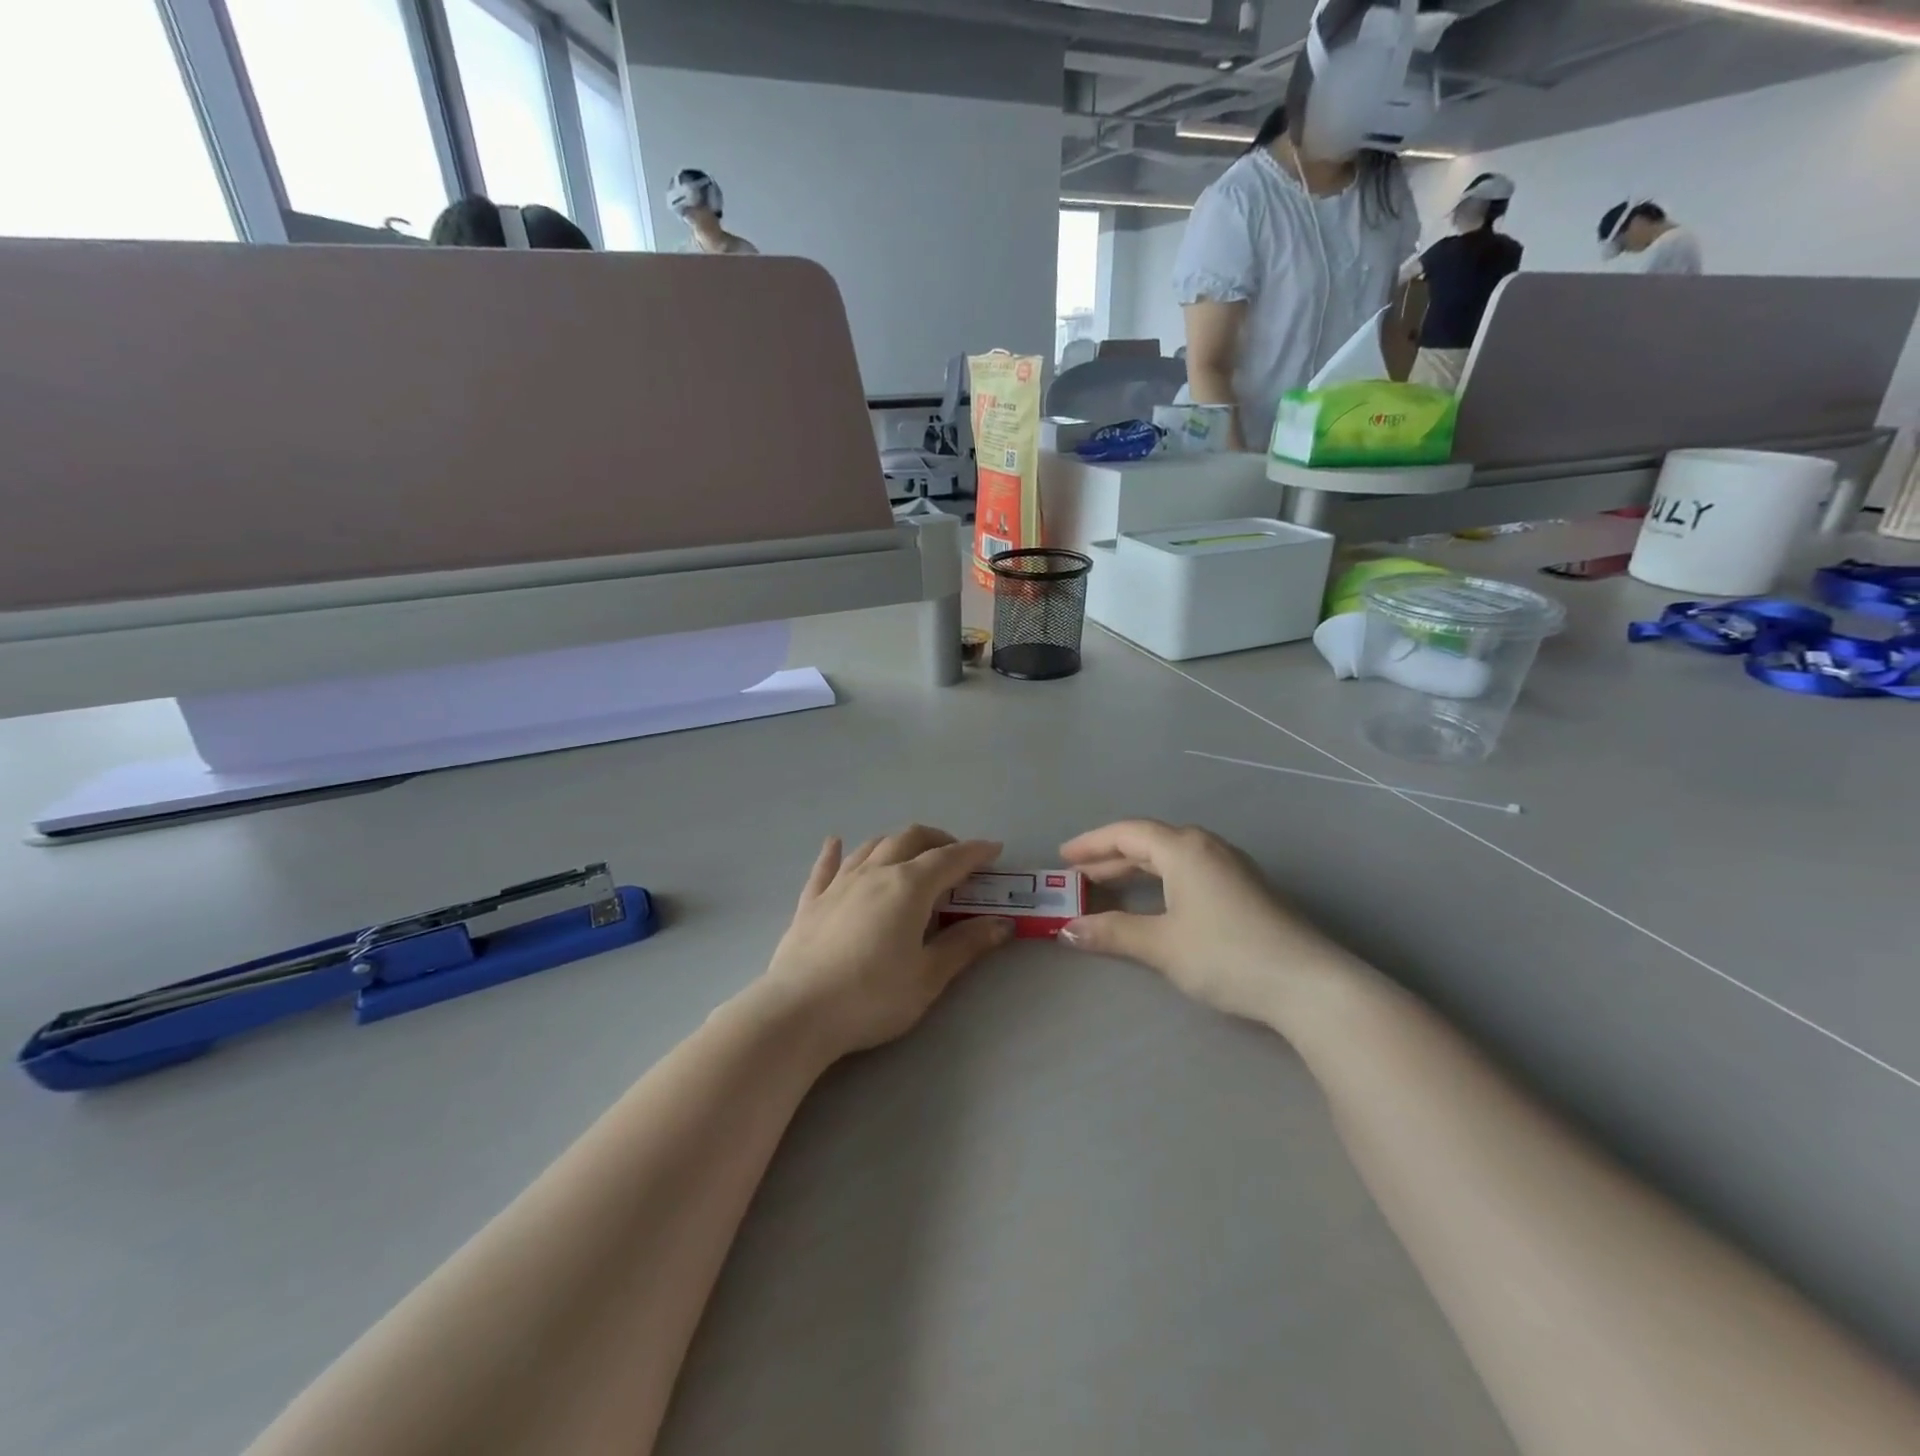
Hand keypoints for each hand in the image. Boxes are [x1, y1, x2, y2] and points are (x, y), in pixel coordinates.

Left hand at [757, 826, 1013, 1060]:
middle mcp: (875, 873)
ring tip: (911, 854)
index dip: (975, 852)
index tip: (994, 849)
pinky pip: (826, 867)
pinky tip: (835, 843)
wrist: (799, 1012)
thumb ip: (965, 945)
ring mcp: (839, 884)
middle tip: (956, 856)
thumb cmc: (872, 997)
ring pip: (872, 846)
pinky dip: (835, 852)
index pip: (950, 859)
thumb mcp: (928, 977)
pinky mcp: (811, 902)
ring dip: (897, 843)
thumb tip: (1002, 924)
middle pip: (910, 839)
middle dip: (938, 840)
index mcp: (909, 887)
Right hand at [1058, 820, 1348, 1025]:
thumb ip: (1112, 933)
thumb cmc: (1226, 955)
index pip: (1127, 833)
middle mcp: (1207, 847)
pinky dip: (1160, 880)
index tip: (1062, 857)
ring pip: (1171, 857)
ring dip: (1136, 869)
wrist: (1307, 984)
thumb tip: (1067, 930)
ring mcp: (1231, 867)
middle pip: (1149, 842)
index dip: (1091, 843)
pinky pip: (1189, 871)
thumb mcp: (1161, 945)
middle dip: (1110, 858)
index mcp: (1184, 849)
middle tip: (1078, 876)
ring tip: (1108, 887)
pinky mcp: (1246, 889)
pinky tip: (1155, 901)